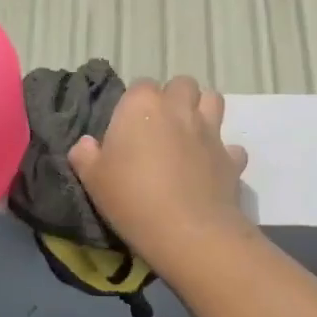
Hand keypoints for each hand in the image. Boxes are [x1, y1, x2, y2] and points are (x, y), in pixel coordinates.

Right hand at [68, 77, 253, 277]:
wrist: (187, 231)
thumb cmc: (131, 198)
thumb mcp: (92, 179)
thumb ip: (85, 155)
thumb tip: (86, 144)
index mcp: (141, 106)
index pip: (139, 86)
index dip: (134, 105)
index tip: (127, 128)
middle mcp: (178, 109)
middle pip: (181, 84)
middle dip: (174, 98)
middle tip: (160, 127)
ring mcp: (210, 131)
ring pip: (213, 100)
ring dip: (202, 111)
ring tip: (188, 135)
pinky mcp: (232, 158)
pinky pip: (231, 147)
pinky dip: (223, 154)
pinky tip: (211, 169)